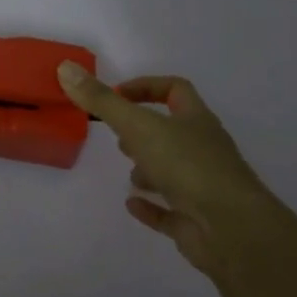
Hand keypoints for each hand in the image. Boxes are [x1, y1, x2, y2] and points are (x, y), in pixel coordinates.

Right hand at [57, 62, 280, 276]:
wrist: (231, 229)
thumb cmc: (188, 166)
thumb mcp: (138, 126)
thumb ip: (101, 100)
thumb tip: (65, 67)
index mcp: (196, 121)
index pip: (175, 90)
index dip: (146, 87)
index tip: (116, 96)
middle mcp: (203, 149)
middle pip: (173, 131)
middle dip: (143, 132)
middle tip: (117, 137)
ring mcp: (203, 187)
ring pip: (173, 170)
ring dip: (148, 170)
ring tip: (128, 174)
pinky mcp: (196, 220)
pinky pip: (170, 210)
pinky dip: (151, 206)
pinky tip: (132, 204)